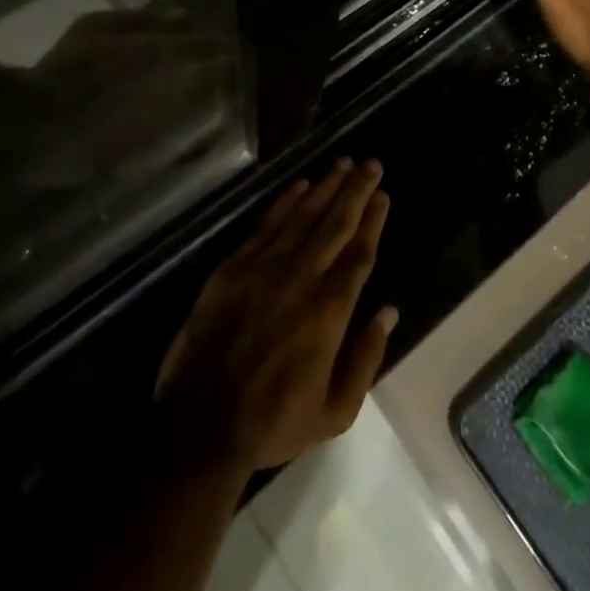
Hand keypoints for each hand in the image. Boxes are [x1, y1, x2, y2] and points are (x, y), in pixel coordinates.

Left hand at [155, 159, 396, 473]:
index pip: (359, 252)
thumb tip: (389, 312)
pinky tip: (300, 185)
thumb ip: (365, 358)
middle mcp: (301, 277)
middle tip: (372, 164)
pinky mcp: (234, 267)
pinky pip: (266, 225)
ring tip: (343, 163)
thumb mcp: (335, 411)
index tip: (383, 195)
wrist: (201, 426)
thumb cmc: (273, 422)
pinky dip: (285, 202)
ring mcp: (264, 268)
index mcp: (329, 310)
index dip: (373, 220)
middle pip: (336, 223)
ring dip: (325, 186)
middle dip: (356, 190)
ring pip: (303, 215)